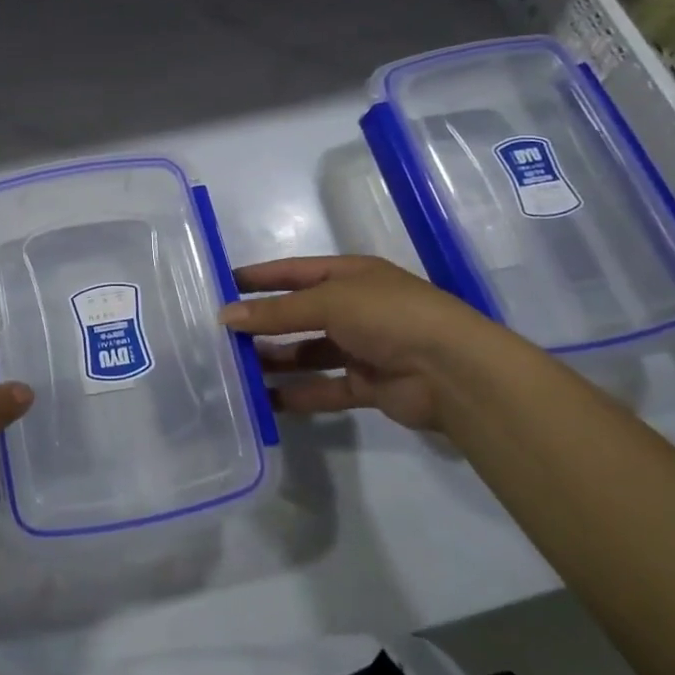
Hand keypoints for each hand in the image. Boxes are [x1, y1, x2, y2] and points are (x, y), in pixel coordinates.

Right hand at [219, 255, 501, 431]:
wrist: (453, 371)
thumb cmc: (389, 316)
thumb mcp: (329, 302)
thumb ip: (277, 312)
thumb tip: (225, 316)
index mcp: (350, 276)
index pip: (294, 272)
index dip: (260, 278)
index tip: (222, 284)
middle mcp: (355, 308)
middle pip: (299, 315)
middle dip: (263, 324)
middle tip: (222, 337)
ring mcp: (362, 348)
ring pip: (308, 353)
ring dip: (276, 361)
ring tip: (237, 371)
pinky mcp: (368, 386)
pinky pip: (324, 388)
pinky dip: (298, 394)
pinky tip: (266, 402)